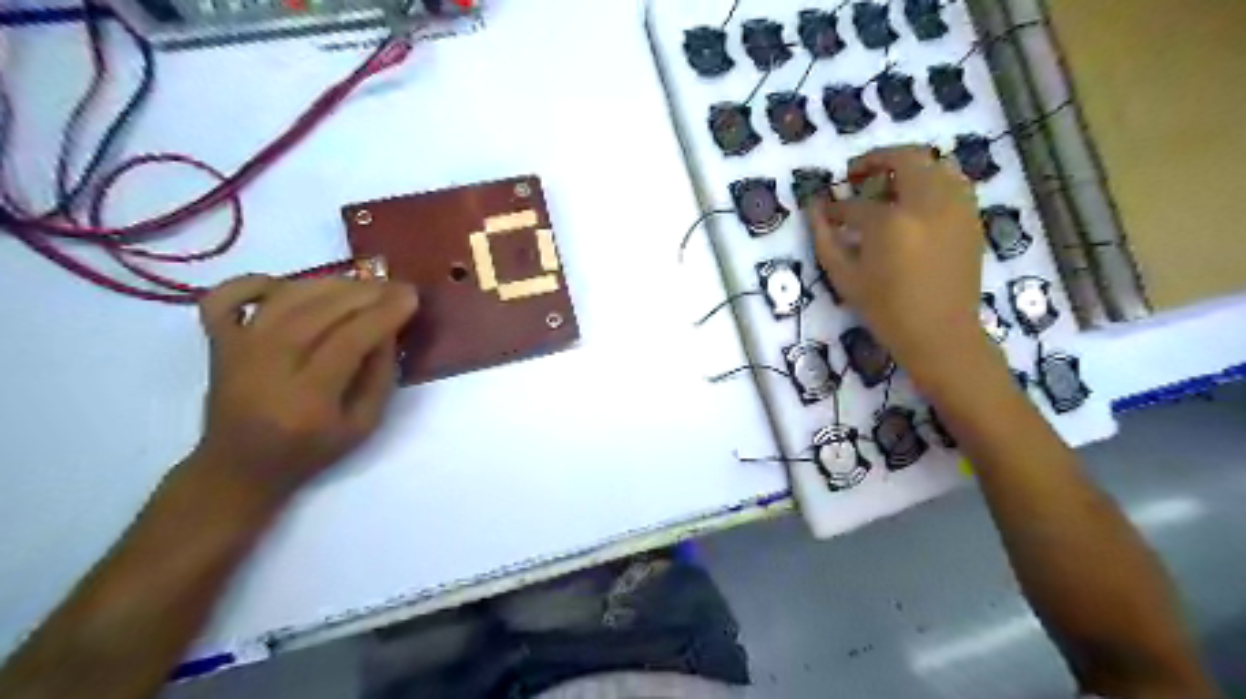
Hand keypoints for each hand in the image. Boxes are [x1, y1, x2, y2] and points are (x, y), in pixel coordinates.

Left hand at [184, 274, 417, 506]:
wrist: (238, 468)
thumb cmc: (309, 451)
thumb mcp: (363, 426)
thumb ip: (380, 378)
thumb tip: (388, 330)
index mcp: (307, 399)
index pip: (350, 341)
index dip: (383, 314)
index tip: (411, 297)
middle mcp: (267, 368)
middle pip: (318, 313)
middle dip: (364, 293)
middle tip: (395, 285)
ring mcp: (237, 351)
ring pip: (284, 299)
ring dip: (328, 284)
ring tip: (361, 284)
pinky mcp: (217, 342)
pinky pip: (226, 297)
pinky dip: (253, 282)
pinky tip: (286, 285)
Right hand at [814, 146, 1000, 390]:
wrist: (940, 333)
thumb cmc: (886, 310)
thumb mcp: (845, 278)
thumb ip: (826, 240)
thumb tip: (814, 210)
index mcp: (890, 223)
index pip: (855, 204)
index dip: (835, 208)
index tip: (825, 212)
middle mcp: (927, 204)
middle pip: (904, 159)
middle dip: (875, 160)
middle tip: (856, 175)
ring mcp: (955, 207)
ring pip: (935, 164)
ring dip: (908, 167)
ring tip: (889, 187)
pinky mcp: (972, 218)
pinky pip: (953, 183)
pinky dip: (932, 182)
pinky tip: (916, 204)